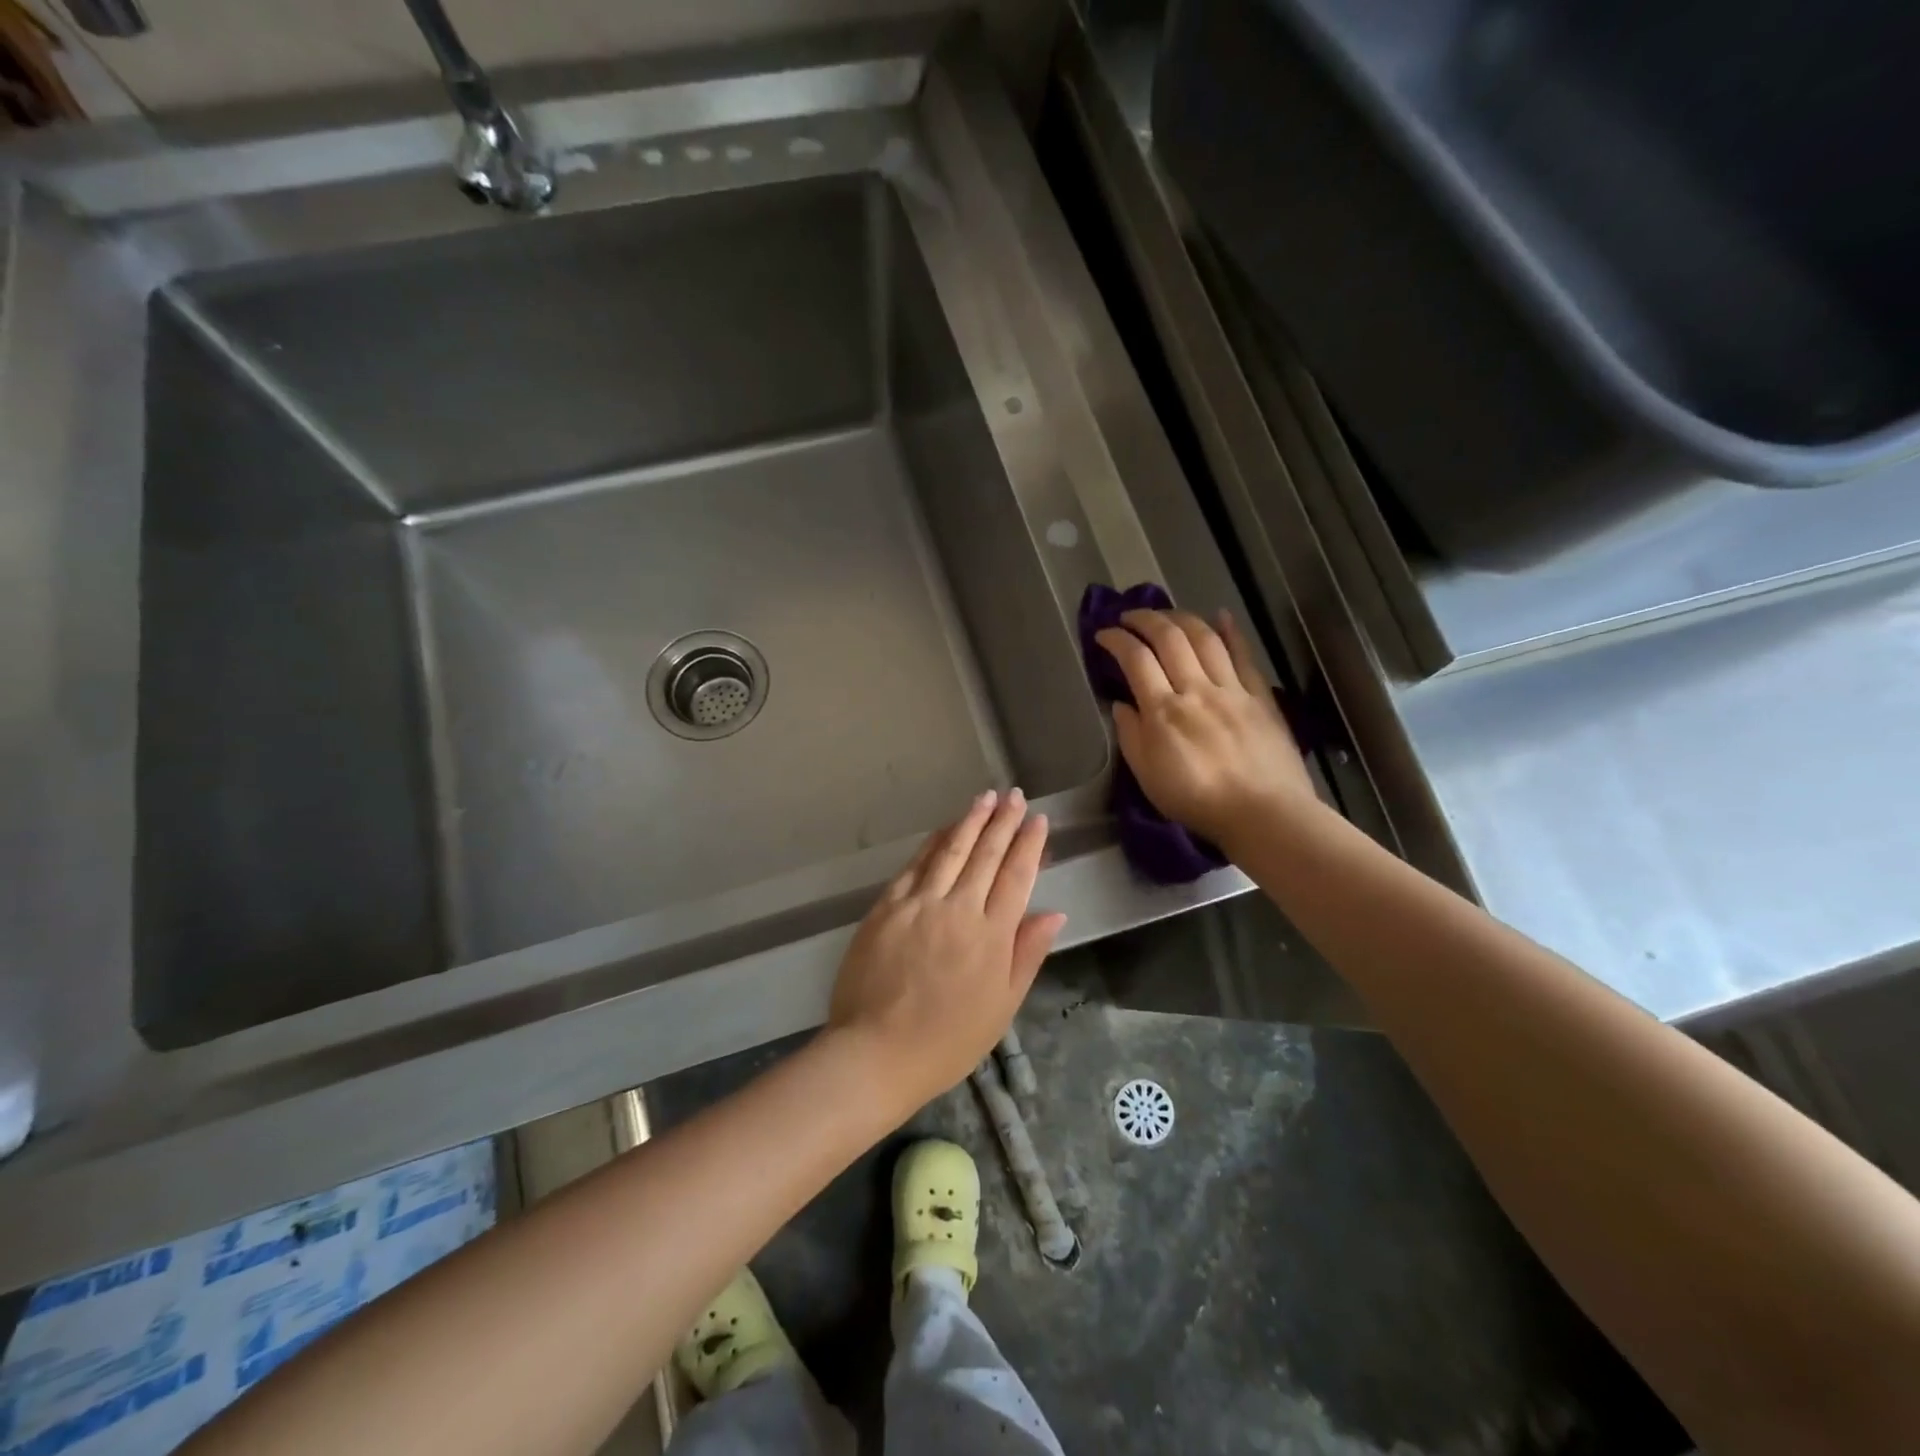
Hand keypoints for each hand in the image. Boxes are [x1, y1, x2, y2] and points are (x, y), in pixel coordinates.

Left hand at [828, 790, 1065, 1111]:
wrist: (877, 1052)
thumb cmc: (948, 1041)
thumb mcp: (1002, 1007)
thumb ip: (1027, 954)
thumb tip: (1055, 913)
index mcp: (992, 936)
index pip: (1016, 876)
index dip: (1029, 845)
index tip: (1038, 820)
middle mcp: (958, 909)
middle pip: (985, 855)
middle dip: (1003, 822)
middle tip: (1015, 796)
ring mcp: (919, 904)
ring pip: (950, 851)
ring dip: (970, 821)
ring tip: (986, 798)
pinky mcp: (887, 906)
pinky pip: (915, 865)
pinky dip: (933, 843)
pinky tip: (944, 828)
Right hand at [1094, 609, 1318, 851]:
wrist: (1264, 814)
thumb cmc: (1198, 802)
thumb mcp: (1148, 777)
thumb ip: (1131, 737)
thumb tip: (1120, 705)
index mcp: (1164, 711)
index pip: (1135, 659)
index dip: (1116, 640)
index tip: (1103, 634)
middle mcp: (1196, 689)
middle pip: (1169, 638)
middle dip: (1145, 619)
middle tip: (1129, 616)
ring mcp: (1231, 689)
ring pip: (1205, 638)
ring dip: (1182, 618)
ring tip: (1166, 615)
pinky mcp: (1260, 696)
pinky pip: (1243, 655)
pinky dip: (1231, 631)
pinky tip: (1220, 616)